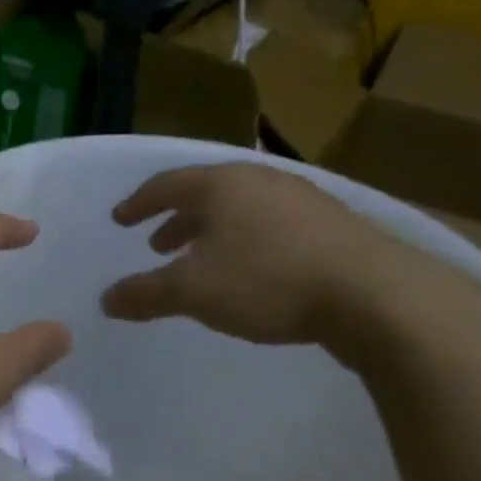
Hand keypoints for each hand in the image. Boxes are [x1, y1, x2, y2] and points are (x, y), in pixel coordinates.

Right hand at [101, 163, 453, 350]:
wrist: (374, 294)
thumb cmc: (267, 281)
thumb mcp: (192, 292)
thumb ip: (145, 294)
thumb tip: (106, 300)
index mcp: (221, 185)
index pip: (165, 185)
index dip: (138, 204)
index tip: (120, 219)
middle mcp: (259, 180)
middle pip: (205, 194)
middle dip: (176, 221)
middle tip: (158, 245)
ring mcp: (301, 199)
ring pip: (241, 210)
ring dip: (212, 233)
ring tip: (201, 261)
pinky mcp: (331, 225)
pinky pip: (271, 225)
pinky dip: (246, 242)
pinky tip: (251, 271)